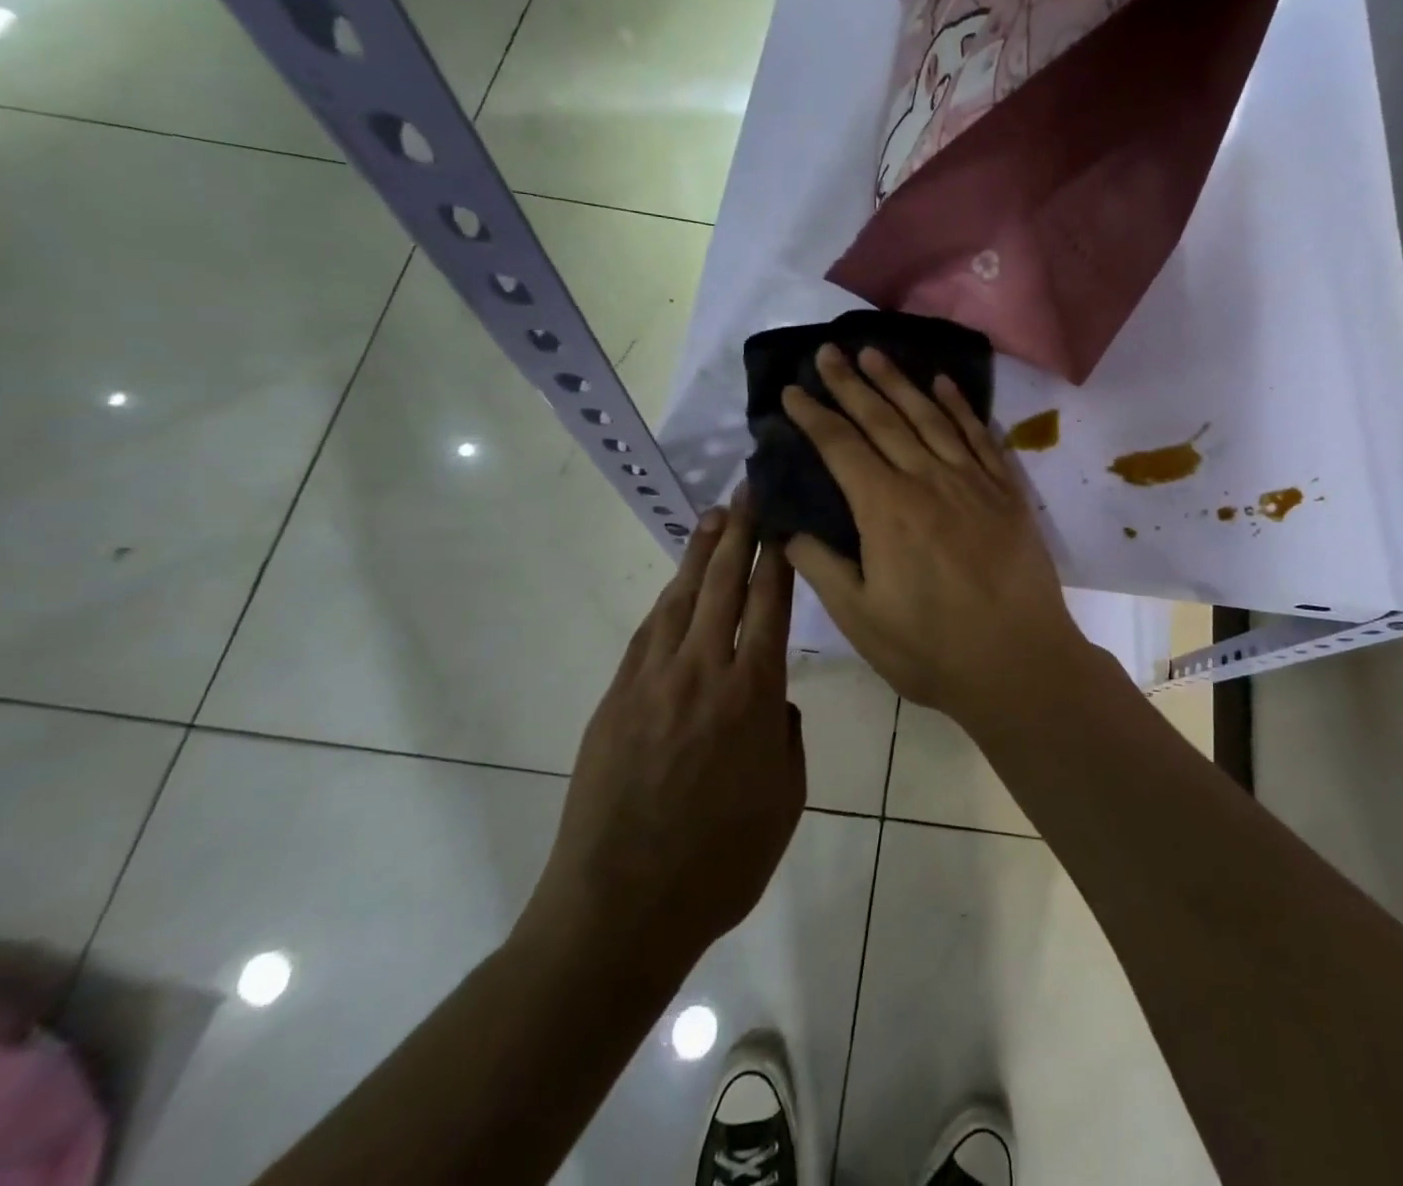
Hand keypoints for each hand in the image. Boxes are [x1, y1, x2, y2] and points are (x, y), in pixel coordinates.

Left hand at [520, 493, 803, 973]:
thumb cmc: (720, 863)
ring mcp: (653, 681)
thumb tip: (772, 701)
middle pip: (724, 585)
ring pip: (682, 599)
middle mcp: (703, 672)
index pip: (769, 604)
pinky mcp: (617, 698)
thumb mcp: (785, 801)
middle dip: (739, 532)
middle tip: (747, 491)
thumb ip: (785, 738)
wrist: (620, 909)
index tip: (781, 518)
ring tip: (714, 518)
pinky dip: (668, 600)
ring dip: (700, 554)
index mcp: (752, 695)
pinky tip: (677, 585)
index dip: (776, 556)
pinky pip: (649, 633)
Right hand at [782, 345, 1091, 732]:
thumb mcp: (861, 619)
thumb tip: (788, 530)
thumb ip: (822, 567)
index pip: (841, 447)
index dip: (814, 416)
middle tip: (829, 350)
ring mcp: (972, 482)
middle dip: (851, 382)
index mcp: (886, 509)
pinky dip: (960, 407)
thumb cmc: (932, 648)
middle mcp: (927, 480)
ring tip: (875, 352)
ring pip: (930, 418)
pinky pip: (980, 436)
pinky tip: (944, 385)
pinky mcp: (1006, 492)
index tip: (793, 390)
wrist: (1020, 663)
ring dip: (899, 382)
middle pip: (883, 419)